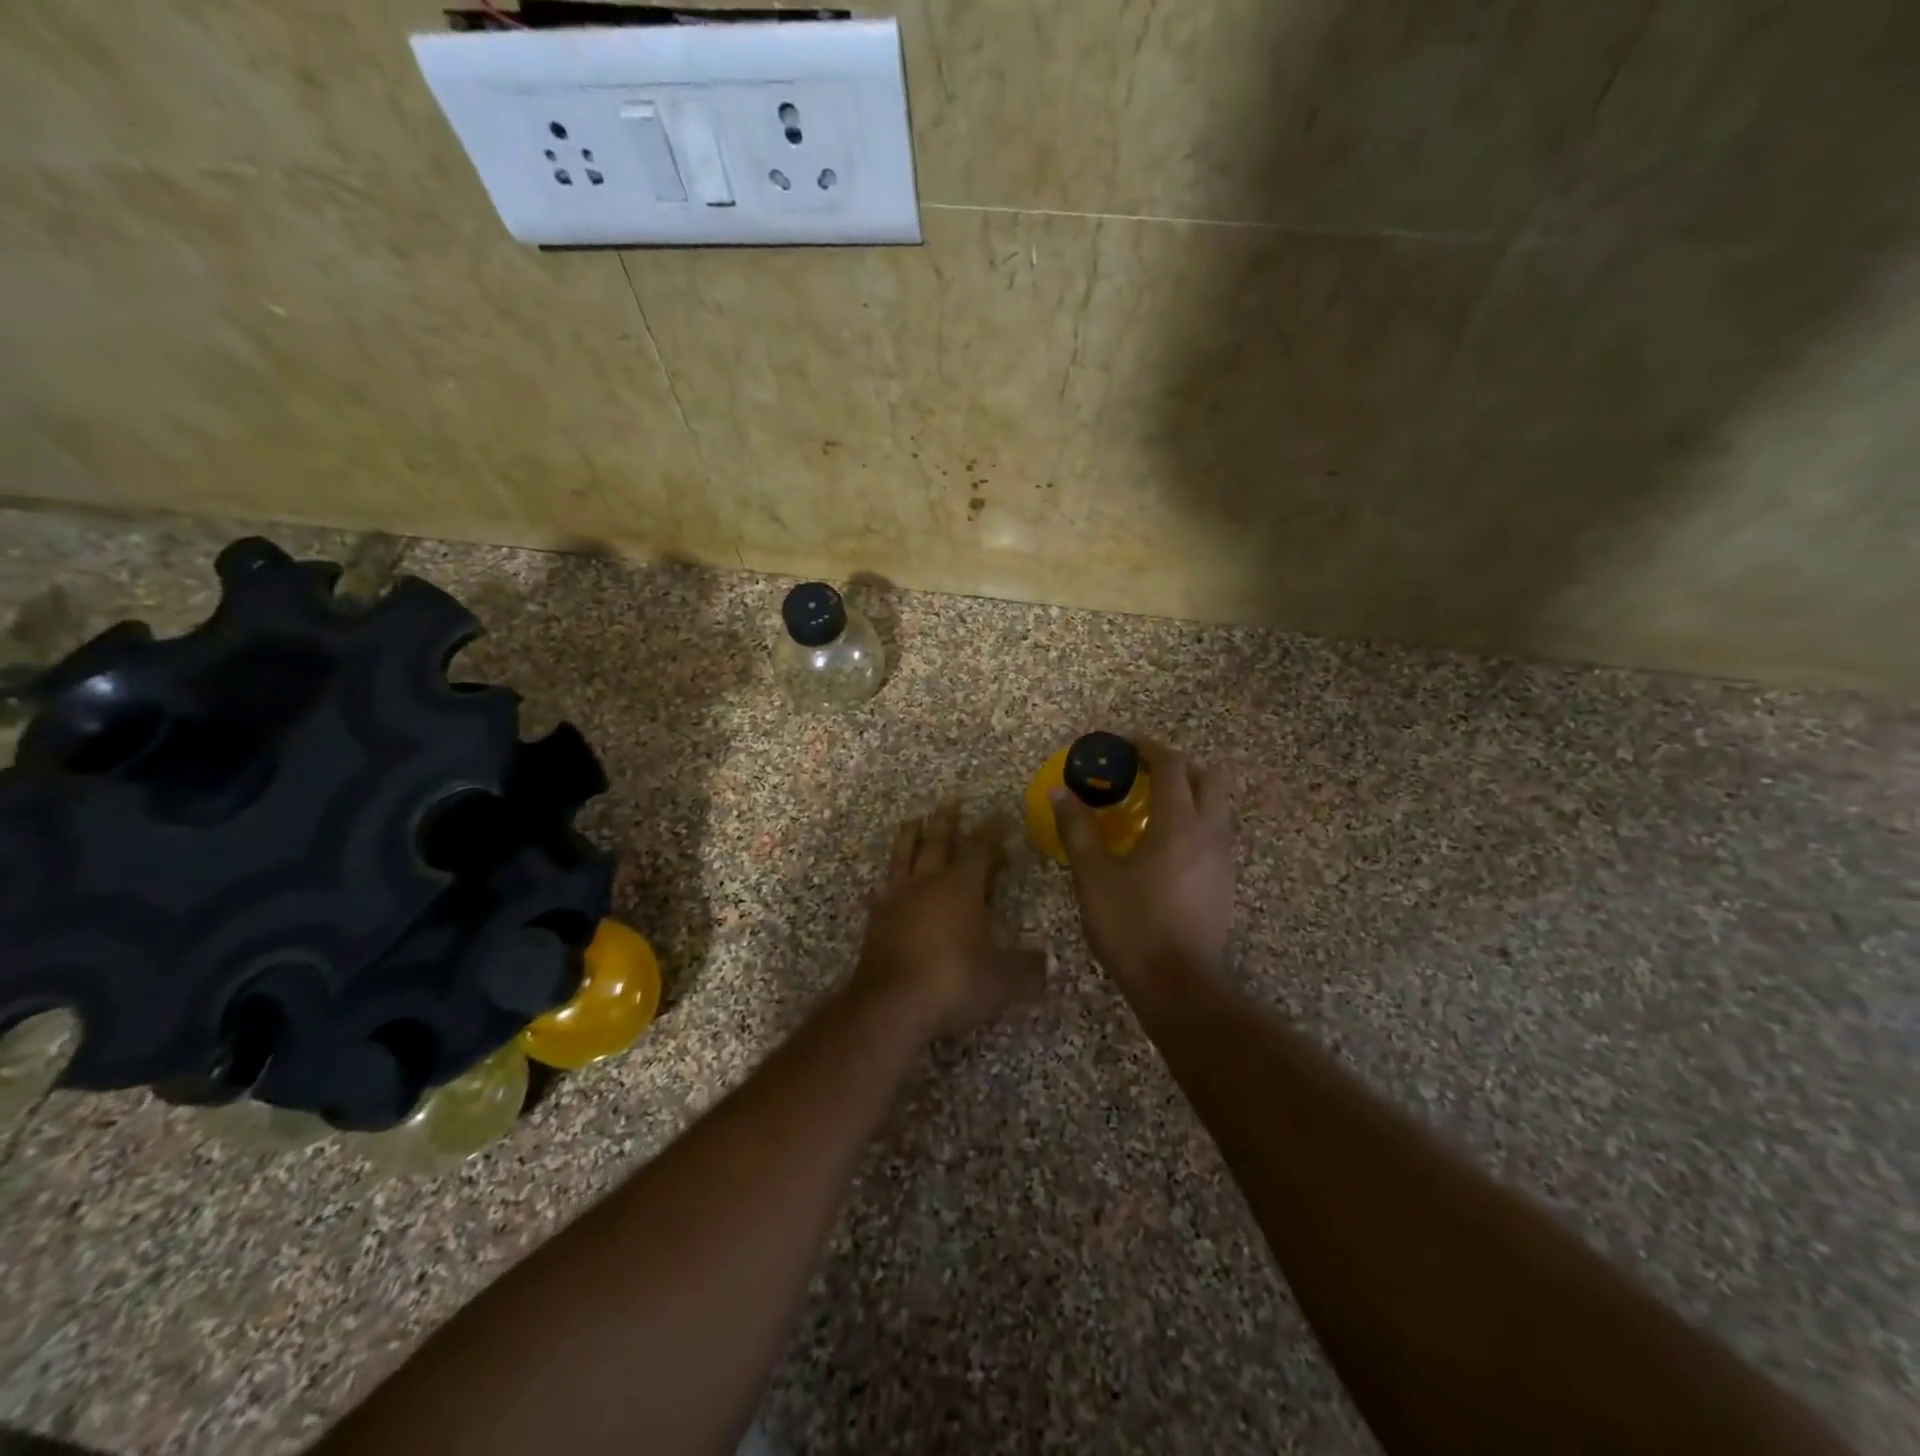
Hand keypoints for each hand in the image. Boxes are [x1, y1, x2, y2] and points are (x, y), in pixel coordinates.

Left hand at [851, 802, 1048, 1040]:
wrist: (891, 1004)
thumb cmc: (954, 982)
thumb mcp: (1003, 979)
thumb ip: (1028, 967)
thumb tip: (1051, 962)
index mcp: (961, 887)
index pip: (980, 848)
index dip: (993, 830)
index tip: (1001, 814)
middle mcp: (928, 883)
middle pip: (937, 840)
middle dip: (947, 820)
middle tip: (952, 800)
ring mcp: (897, 898)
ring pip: (903, 855)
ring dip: (910, 835)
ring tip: (913, 820)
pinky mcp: (876, 919)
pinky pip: (883, 887)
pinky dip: (888, 877)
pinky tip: (886, 881)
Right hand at [1051, 738, 1235, 996]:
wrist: (1180, 986)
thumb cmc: (1132, 926)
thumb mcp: (1094, 877)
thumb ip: (1077, 829)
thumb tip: (1061, 791)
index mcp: (1179, 824)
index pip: (1171, 765)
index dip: (1147, 747)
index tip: (1122, 744)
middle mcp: (1211, 833)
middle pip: (1209, 777)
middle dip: (1177, 765)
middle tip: (1143, 772)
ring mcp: (1224, 859)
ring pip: (1217, 806)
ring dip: (1189, 793)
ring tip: (1151, 807)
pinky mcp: (1226, 882)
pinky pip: (1215, 833)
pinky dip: (1194, 821)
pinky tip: (1163, 846)